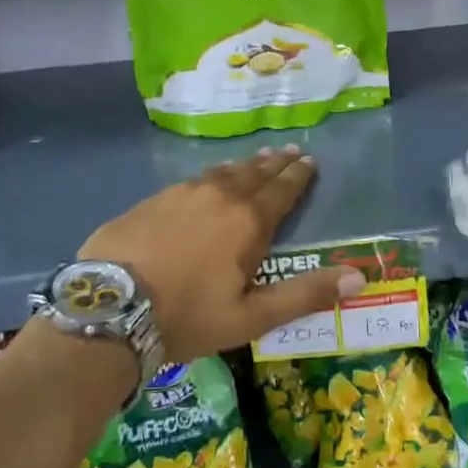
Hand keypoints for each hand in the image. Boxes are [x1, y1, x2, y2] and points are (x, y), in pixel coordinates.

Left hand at [78, 146, 365, 363]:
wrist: (110, 309)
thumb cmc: (187, 317)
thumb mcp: (251, 317)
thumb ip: (305, 295)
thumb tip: (358, 278)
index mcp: (247, 221)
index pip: (281, 190)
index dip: (298, 176)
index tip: (309, 161)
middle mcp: (218, 196)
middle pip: (254, 174)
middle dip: (275, 164)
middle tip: (290, 151)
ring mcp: (181, 194)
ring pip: (221, 172)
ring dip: (243, 166)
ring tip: (256, 160)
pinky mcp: (151, 200)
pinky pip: (192, 180)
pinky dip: (210, 176)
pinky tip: (208, 179)